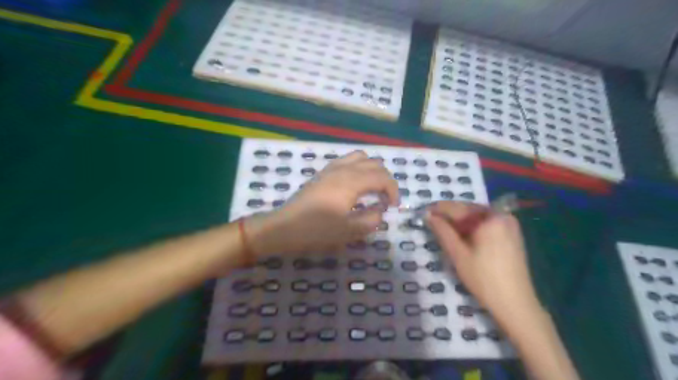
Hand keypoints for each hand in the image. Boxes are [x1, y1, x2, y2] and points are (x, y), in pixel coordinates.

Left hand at [249, 150, 397, 255]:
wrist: (285, 226)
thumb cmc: (317, 230)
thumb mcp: (349, 231)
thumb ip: (371, 220)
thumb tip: (380, 210)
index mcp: (352, 182)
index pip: (383, 177)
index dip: (393, 190)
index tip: (393, 206)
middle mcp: (344, 169)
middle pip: (375, 164)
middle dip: (386, 180)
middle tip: (385, 199)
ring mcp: (332, 168)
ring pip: (361, 157)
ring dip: (372, 170)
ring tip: (372, 188)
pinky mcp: (323, 172)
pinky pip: (347, 160)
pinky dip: (359, 167)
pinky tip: (354, 184)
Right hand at [428, 201, 541, 316]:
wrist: (515, 304)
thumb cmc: (483, 279)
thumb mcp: (458, 254)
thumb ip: (442, 231)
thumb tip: (428, 215)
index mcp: (490, 218)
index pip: (458, 208)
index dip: (439, 209)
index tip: (424, 211)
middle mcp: (502, 216)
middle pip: (469, 210)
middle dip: (450, 215)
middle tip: (432, 221)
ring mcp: (510, 225)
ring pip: (478, 217)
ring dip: (461, 221)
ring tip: (444, 229)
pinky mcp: (513, 234)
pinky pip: (487, 224)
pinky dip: (473, 227)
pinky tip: (463, 236)